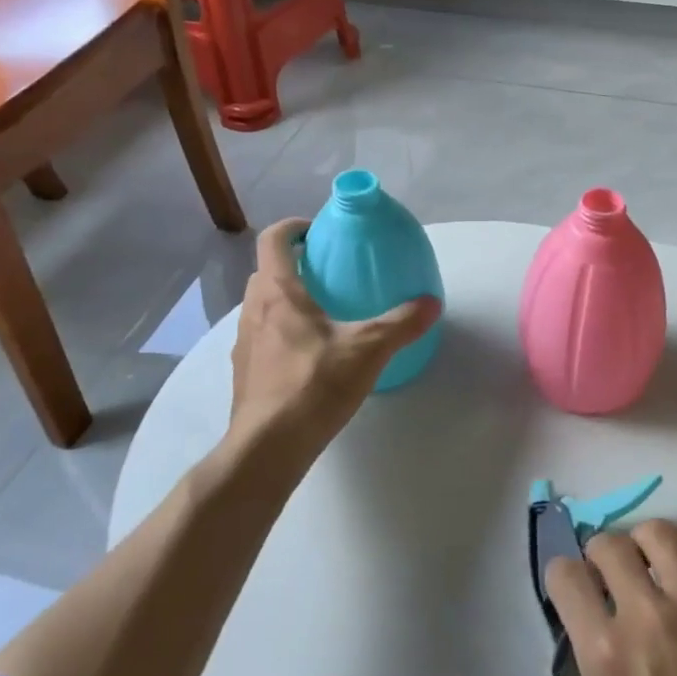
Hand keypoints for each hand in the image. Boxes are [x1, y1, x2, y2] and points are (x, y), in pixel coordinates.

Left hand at [226, 219, 439, 464]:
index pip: (273, 239)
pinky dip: (281, 333)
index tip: (317, 232)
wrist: (267, 448)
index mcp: (278, 292)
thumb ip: (401, 323)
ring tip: (322, 316)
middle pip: (266, 272)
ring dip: (285, 300)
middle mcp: (253, 310)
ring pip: (261, 306)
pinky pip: (262, 337)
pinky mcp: (244, 373)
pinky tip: (310, 357)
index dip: (293, 228)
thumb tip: (432, 303)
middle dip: (293, 266)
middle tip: (328, 274)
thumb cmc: (314, 384)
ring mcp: (244, 343)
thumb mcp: (368, 349)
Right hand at [546, 512, 676, 675]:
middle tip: (611, 572)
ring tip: (652, 555)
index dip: (562, 577)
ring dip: (645, 538)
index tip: (572, 586)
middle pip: (609, 546)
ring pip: (660, 533)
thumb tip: (616, 652)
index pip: (566, 580)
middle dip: (600, 553)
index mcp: (610, 658)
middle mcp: (649, 617)